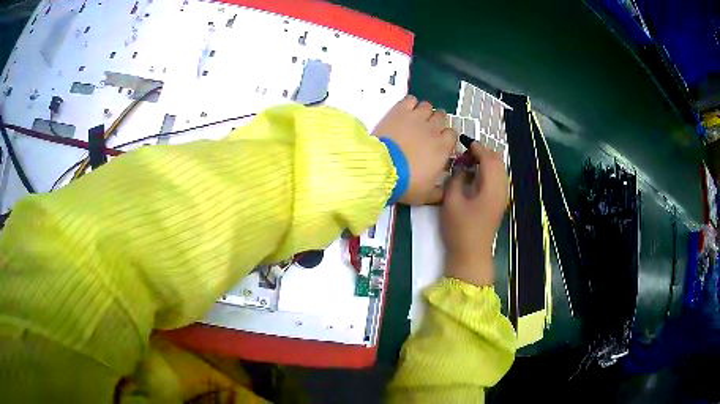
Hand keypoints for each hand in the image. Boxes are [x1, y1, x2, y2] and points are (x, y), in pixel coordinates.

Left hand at [373, 95, 456, 204]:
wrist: (382, 169)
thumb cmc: (407, 183)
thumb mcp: (427, 195)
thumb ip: (440, 192)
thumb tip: (446, 191)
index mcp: (443, 147)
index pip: (452, 134)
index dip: (446, 138)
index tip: (439, 144)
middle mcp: (433, 129)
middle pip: (442, 117)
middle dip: (436, 123)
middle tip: (426, 131)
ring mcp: (417, 117)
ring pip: (428, 106)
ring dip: (424, 112)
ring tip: (415, 120)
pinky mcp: (400, 110)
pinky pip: (411, 99)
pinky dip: (410, 104)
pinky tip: (405, 111)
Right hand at [441, 143, 507, 285]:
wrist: (471, 255)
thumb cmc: (460, 229)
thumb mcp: (452, 200)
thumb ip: (456, 177)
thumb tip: (461, 165)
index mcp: (492, 187)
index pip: (488, 158)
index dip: (476, 148)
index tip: (463, 143)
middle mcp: (502, 189)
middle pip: (497, 161)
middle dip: (482, 153)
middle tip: (464, 155)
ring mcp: (502, 196)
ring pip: (499, 169)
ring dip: (485, 162)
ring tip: (467, 164)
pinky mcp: (499, 202)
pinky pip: (497, 179)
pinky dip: (487, 172)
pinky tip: (474, 177)